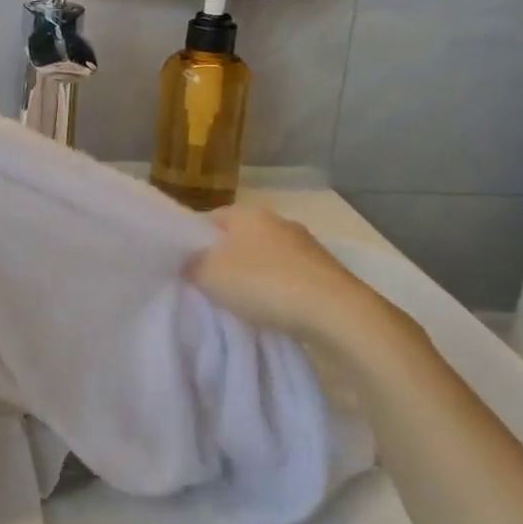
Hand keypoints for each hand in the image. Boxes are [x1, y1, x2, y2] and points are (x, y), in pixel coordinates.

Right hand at [188, 205, 431, 387]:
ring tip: (243, 302)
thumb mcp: (209, 275)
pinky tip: (273, 308)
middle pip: (238, 237)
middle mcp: (276, 219)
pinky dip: (278, 287)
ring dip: (254, 273)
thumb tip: (187, 261)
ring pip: (265, 255)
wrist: (336, 311)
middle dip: (225, 258)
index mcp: (246, 212)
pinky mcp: (325, 268)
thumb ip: (190, 265)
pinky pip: (288, 273)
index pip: (208, 219)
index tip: (186, 268)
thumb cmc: (263, 284)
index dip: (193, 242)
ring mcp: (305, 243)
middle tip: (211, 287)